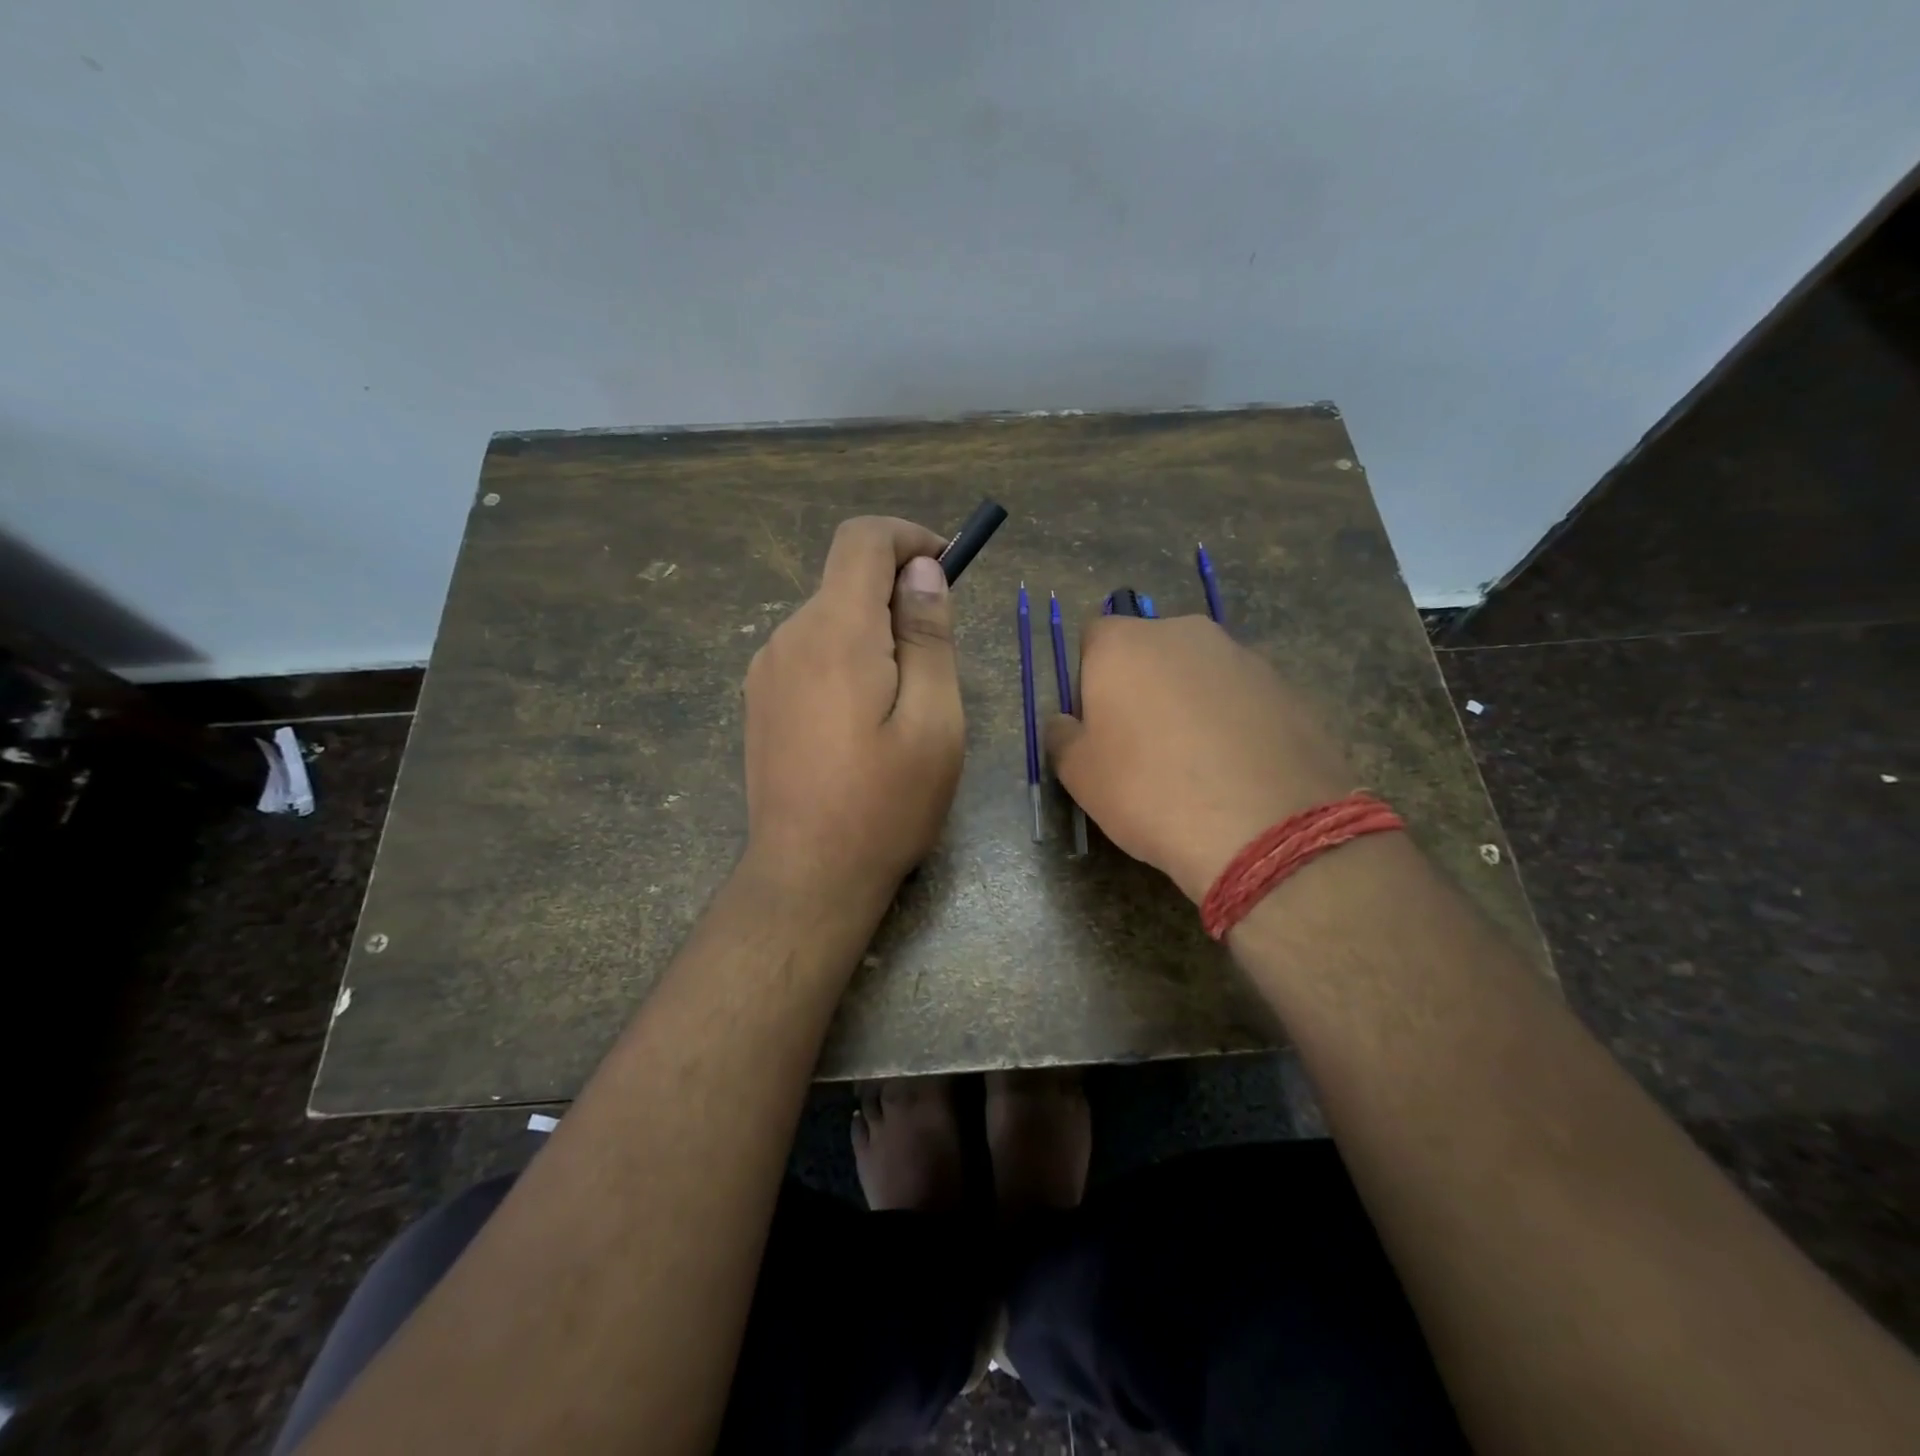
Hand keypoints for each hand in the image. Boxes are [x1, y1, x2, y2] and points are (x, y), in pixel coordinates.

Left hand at [742, 517, 964, 905]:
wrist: (807, 875)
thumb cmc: (885, 804)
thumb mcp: (934, 722)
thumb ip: (928, 637)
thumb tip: (922, 571)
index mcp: (835, 633)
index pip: (863, 539)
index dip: (909, 538)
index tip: (946, 570)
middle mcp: (789, 637)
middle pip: (847, 579)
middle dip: (899, 596)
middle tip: (937, 661)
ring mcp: (766, 669)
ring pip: (830, 618)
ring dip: (874, 633)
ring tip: (903, 704)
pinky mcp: (760, 699)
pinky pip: (810, 652)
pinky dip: (846, 658)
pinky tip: (862, 722)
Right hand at [1045, 615, 1351, 902]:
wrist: (1265, 826)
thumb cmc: (1150, 791)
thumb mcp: (1080, 775)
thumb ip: (1062, 737)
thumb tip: (1063, 722)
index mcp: (1124, 644)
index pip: (1094, 639)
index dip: (1090, 680)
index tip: (1097, 724)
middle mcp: (1183, 633)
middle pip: (1150, 650)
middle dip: (1143, 685)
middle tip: (1143, 744)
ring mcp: (1241, 656)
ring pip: (1199, 672)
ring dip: (1189, 701)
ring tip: (1196, 762)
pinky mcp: (1286, 685)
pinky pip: (1240, 696)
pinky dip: (1232, 719)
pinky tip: (1235, 768)